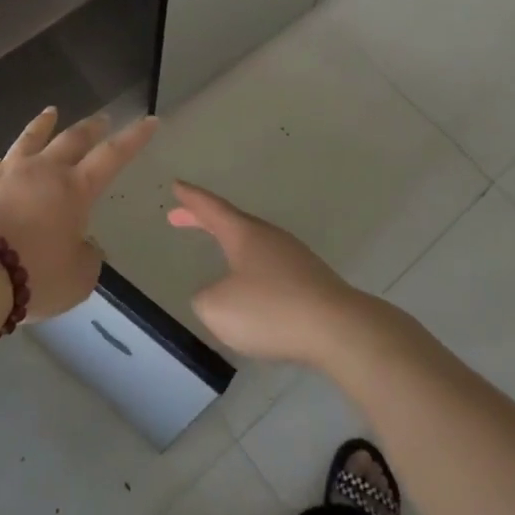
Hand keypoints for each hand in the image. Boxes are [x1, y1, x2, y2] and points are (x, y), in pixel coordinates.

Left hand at [0, 109, 156, 321]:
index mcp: (75, 189)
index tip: (150, 119)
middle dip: (92, 127)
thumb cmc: (34, 275)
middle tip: (102, 117)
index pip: (113, 156)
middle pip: (72, 138)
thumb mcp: (77, 280)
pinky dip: (1, 162)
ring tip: (51, 112)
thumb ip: (87, 259)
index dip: (134, 137)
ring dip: (44, 124)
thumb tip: (83, 246)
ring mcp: (8, 171)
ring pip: (30, 138)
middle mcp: (44, 171)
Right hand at [167, 182, 369, 366]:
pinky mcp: (310, 280)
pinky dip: (252, 269)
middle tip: (179, 217)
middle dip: (204, 220)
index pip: (211, 208)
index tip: (176, 185)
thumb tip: (214, 295)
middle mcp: (268, 237)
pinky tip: (252, 291)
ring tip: (217, 252)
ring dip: (231, 245)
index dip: (191, 198)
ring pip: (253, 244)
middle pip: (231, 222)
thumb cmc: (271, 310)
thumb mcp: (218, 308)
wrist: (338, 329)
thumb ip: (205, 299)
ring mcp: (293, 256)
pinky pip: (271, 267)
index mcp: (244, 234)